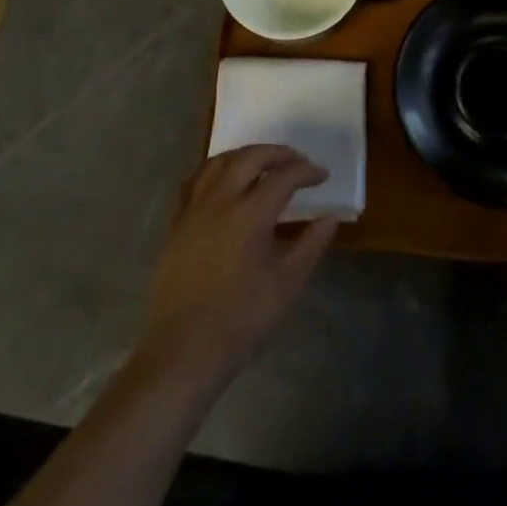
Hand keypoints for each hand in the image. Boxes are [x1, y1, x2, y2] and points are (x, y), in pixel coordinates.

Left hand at [138, 145, 338, 389]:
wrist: (182, 352)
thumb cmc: (239, 322)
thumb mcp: (285, 286)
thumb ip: (310, 246)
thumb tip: (330, 218)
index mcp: (249, 214)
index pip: (283, 177)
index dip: (306, 172)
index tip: (322, 175)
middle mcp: (219, 200)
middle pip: (249, 157)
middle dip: (277, 153)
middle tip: (297, 161)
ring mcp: (193, 209)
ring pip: (219, 162)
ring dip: (245, 155)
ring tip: (263, 163)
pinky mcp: (176, 223)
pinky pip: (196, 180)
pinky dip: (216, 170)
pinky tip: (223, 181)